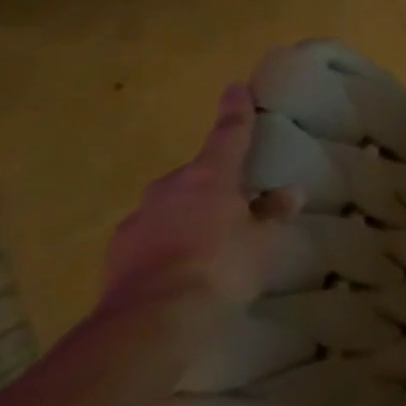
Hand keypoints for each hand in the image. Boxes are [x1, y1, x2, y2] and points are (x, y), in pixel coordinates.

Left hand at [101, 85, 302, 316]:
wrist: (152, 318)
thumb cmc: (222, 266)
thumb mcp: (262, 241)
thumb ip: (271, 214)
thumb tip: (288, 195)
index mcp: (210, 176)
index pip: (229, 134)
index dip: (236, 111)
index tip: (236, 87)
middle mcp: (170, 188)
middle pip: (197, 174)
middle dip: (215, 182)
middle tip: (236, 200)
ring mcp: (138, 219)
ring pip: (171, 205)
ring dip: (190, 213)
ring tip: (210, 239)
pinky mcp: (118, 252)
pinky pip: (152, 235)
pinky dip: (169, 241)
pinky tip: (182, 265)